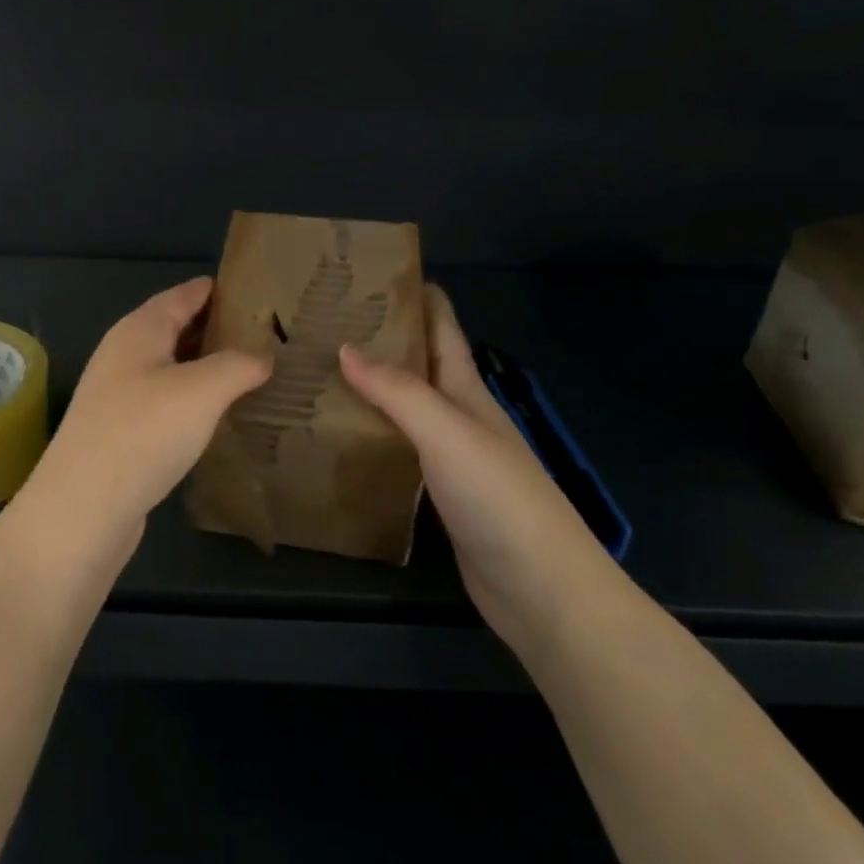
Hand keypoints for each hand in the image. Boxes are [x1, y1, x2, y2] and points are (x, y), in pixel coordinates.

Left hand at [22, 277, 271, 558]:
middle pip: (175, 328)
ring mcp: (118, 394)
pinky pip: (165, 400)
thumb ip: (237, 365)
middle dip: (216, 328)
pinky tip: (216, 415)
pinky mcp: (121, 432)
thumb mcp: (202, 390)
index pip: (183, 295)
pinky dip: (193, 399)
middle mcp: (124, 354)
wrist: (83, 508)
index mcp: (139, 330)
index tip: (255, 289)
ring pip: (170, 367)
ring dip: (205, 366)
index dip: (216, 289)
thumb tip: (263, 357)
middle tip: (264, 333)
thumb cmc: (143, 432)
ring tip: (249, 372)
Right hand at [339, 285, 620, 650]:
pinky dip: (372, 435)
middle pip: (419, 366)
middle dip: (382, 339)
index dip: (418, 297)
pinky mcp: (439, 495)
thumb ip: (397, 390)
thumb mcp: (447, 432)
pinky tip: (341, 436)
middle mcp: (459, 417)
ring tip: (321, 371)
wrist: (542, 591)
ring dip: (372, 387)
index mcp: (467, 392)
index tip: (376, 272)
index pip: (443, 330)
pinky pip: (398, 450)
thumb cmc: (499, 497)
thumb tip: (344, 347)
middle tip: (327, 321)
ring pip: (405, 408)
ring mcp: (451, 457)